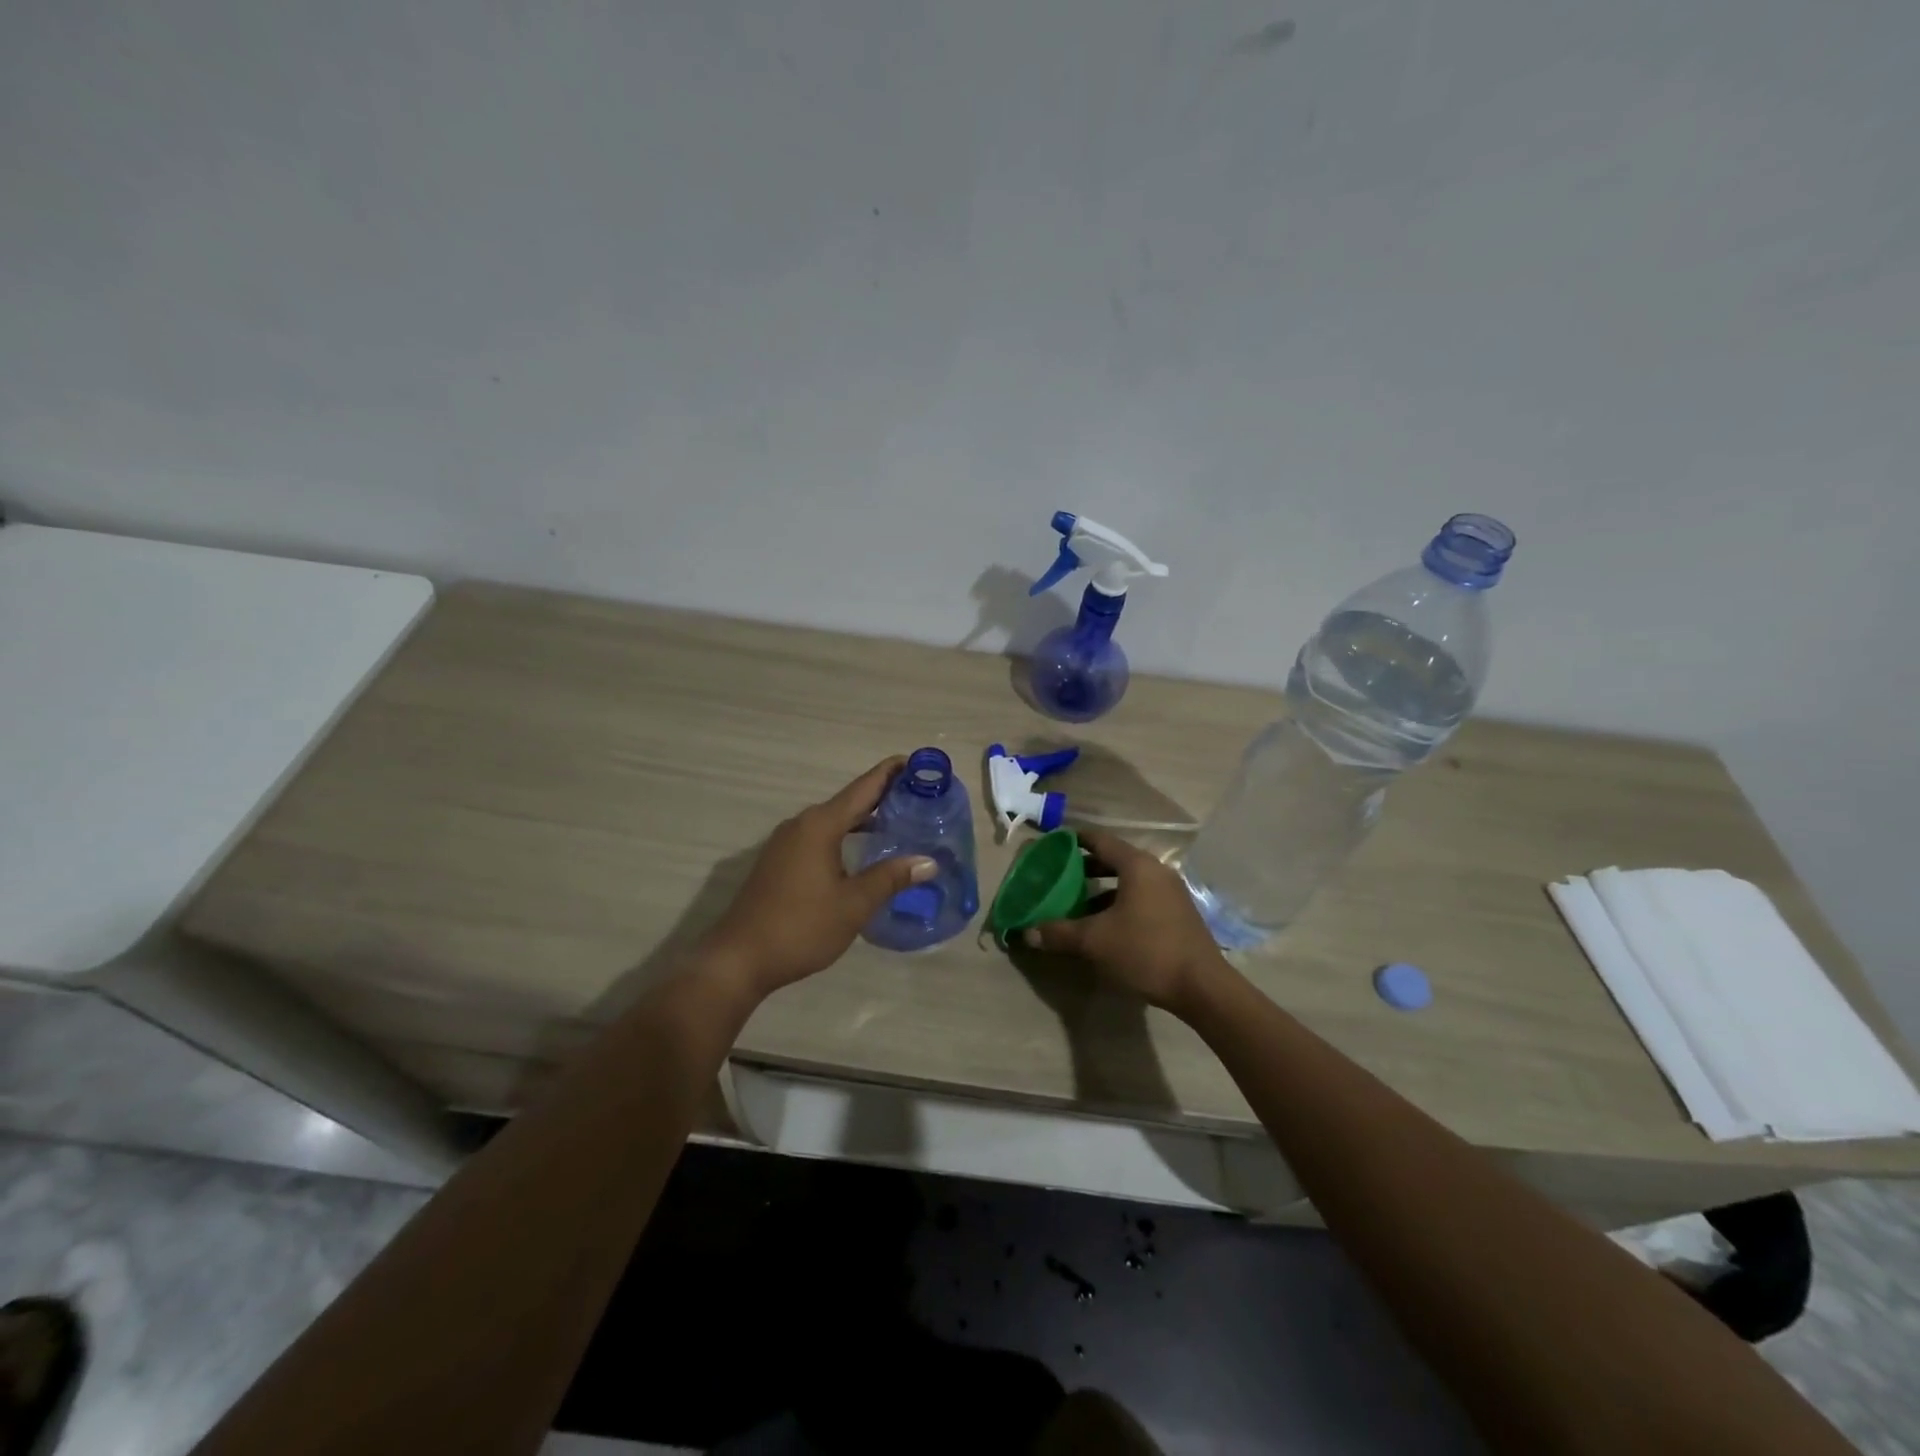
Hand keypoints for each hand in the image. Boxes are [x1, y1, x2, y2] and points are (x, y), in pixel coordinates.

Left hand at [701, 757, 935, 1001]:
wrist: (739, 958)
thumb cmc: (801, 927)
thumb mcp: (853, 905)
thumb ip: (890, 878)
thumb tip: (928, 862)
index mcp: (820, 826)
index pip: (863, 788)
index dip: (889, 773)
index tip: (915, 761)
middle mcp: (802, 824)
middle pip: (849, 801)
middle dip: (882, 796)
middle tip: (919, 796)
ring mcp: (786, 843)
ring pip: (833, 821)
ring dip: (864, 818)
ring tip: (898, 821)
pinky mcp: (779, 861)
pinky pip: (820, 836)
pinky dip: (845, 835)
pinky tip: (862, 852)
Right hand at [1022, 826, 1225, 1012]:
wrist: (1202, 987)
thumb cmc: (1145, 951)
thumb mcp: (1095, 942)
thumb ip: (1059, 933)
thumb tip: (1028, 933)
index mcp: (1137, 866)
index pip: (1099, 840)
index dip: (1074, 840)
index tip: (1052, 845)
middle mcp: (1156, 871)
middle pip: (1114, 860)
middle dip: (1085, 868)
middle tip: (1059, 876)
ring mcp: (1171, 892)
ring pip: (1128, 882)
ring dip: (1102, 890)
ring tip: (1077, 904)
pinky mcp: (1178, 914)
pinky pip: (1141, 898)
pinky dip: (1119, 903)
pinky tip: (1105, 926)